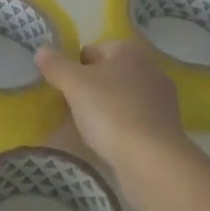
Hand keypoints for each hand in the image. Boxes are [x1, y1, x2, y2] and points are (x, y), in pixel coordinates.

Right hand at [36, 39, 184, 169]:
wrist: (152, 160)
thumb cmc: (110, 111)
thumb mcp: (74, 84)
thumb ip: (56, 65)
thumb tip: (41, 51)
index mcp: (130, 50)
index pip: (93, 50)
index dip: (75, 67)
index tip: (66, 88)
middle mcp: (151, 68)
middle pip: (109, 74)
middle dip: (92, 88)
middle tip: (74, 107)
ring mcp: (163, 99)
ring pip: (123, 97)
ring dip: (107, 108)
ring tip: (89, 129)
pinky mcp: (168, 128)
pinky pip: (135, 120)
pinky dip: (122, 127)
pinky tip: (110, 143)